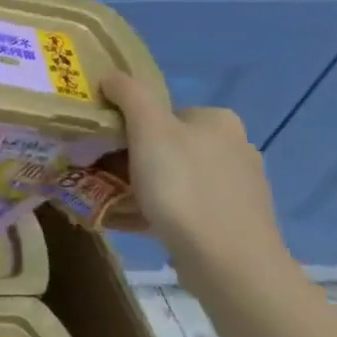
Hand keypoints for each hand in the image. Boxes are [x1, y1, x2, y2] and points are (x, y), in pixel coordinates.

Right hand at [99, 73, 288, 277]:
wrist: (228, 261)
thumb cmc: (184, 186)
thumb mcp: (148, 129)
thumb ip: (129, 94)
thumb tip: (111, 75)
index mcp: (218, 121)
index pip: (161, 113)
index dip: (128, 127)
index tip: (104, 146)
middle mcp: (235, 148)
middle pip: (165, 145)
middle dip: (131, 159)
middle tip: (99, 175)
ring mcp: (237, 188)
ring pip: (172, 178)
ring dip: (140, 187)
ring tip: (109, 202)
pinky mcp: (233, 222)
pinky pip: (183, 208)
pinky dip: (157, 211)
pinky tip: (134, 223)